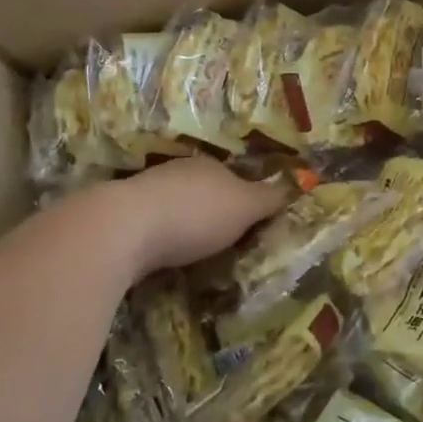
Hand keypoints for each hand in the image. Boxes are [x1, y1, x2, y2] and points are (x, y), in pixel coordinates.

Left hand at [111, 157, 289, 272]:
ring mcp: (146, 192)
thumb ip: (270, 198)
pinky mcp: (122, 218)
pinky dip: (161, 238)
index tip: (251, 223)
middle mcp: (178, 172)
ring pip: (175, 206)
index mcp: (210, 166)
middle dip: (212, 211)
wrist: (124, 228)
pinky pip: (152, 226)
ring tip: (195, 252)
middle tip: (225, 240)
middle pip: (203, 190)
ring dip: (184, 225)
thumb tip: (300, 183)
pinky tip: (164, 255)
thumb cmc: (196, 213)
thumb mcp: (245, 207)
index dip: (245, 198)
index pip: (234, 178)